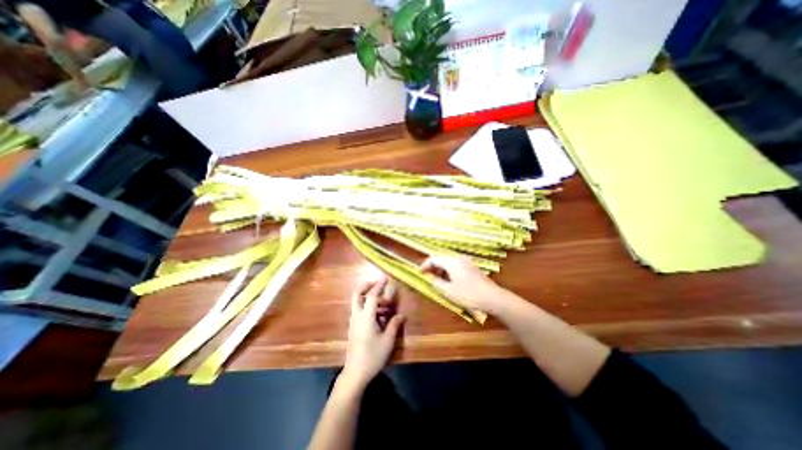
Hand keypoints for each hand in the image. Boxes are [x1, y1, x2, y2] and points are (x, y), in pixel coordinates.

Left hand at [340, 273, 403, 389]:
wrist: (355, 374)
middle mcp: (357, 316)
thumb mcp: (387, 340)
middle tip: (378, 285)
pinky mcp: (354, 328)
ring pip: (359, 303)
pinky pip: (360, 311)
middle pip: (357, 294)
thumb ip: (394, 325)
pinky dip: (369, 308)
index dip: (380, 285)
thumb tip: (402, 315)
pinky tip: (380, 318)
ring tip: (386, 307)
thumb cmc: (373, 356)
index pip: (372, 295)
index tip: (386, 278)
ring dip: (371, 300)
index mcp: (366, 316)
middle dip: (366, 286)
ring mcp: (354, 322)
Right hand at [422, 256, 502, 314]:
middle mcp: (458, 257)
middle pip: (441, 257)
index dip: (425, 265)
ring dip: (440, 267)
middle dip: (432, 266)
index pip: (433, 258)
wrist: (492, 298)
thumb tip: (429, 277)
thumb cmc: (468, 295)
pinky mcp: (471, 266)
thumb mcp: (448, 291)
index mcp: (451, 261)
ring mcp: (466, 261)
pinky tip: (449, 279)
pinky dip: (448, 269)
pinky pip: (455, 263)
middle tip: (427, 275)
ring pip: (448, 260)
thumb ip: (436, 282)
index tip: (419, 273)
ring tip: (437, 279)